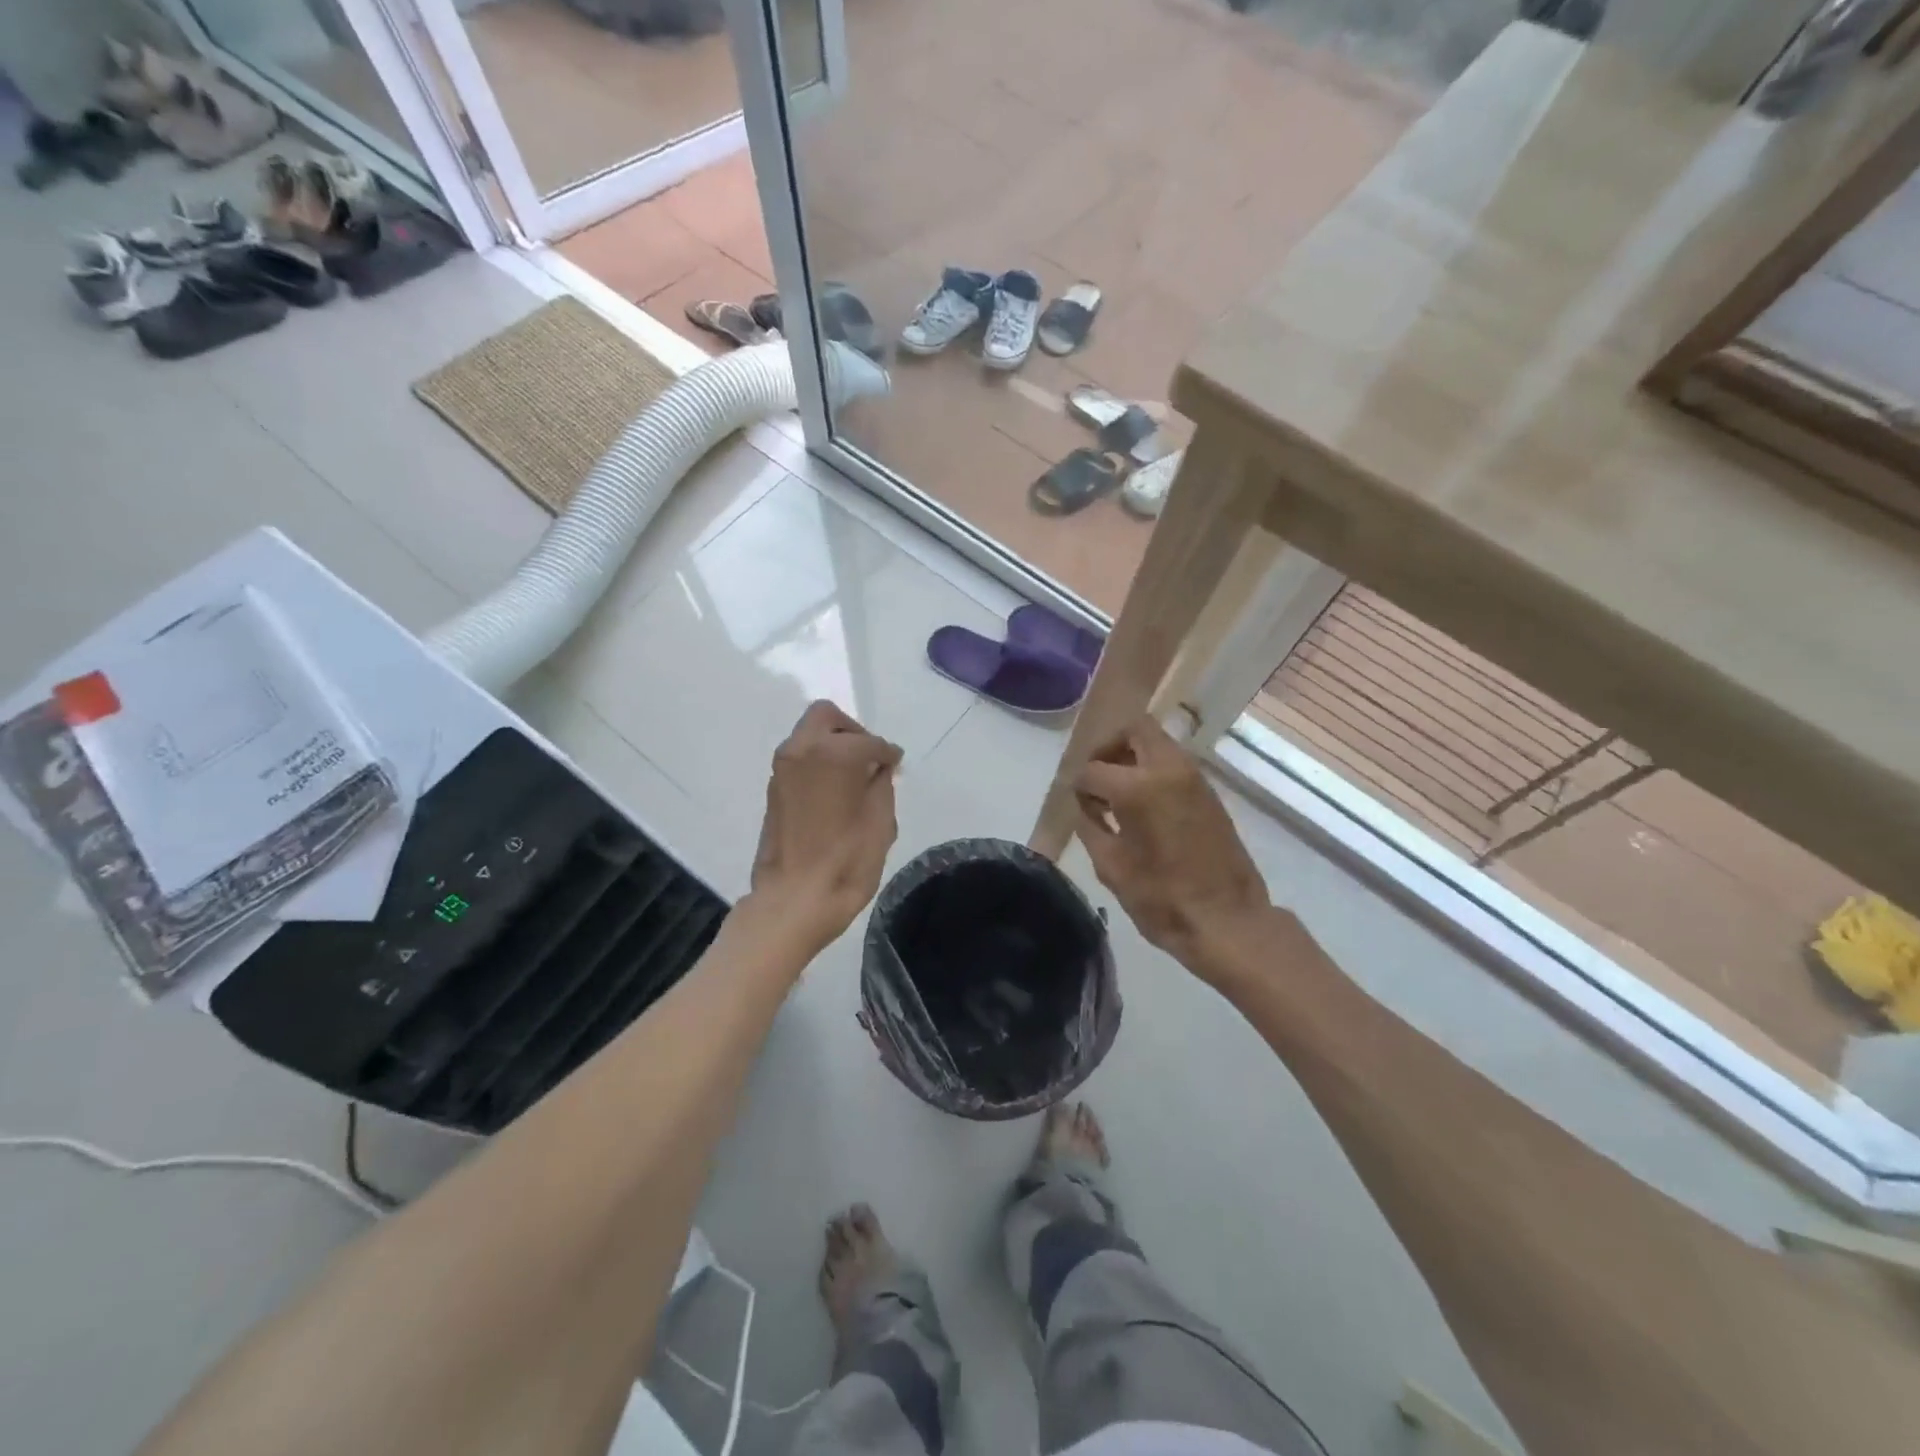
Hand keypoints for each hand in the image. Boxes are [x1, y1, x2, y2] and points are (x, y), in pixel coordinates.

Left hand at [748, 700, 902, 952]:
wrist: (794, 900)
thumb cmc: (846, 860)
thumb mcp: (881, 820)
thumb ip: (881, 783)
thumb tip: (877, 768)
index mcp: (832, 752)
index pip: (869, 741)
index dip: (888, 753)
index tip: (896, 766)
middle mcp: (800, 750)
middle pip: (827, 718)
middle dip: (853, 732)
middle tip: (871, 760)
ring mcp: (782, 769)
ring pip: (809, 737)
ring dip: (833, 747)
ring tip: (855, 779)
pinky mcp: (773, 790)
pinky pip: (800, 760)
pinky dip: (819, 765)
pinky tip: (836, 794)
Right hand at [1074, 716, 1269, 973]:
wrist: (1227, 921)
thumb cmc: (1162, 898)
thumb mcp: (1111, 866)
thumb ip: (1091, 827)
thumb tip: (1086, 807)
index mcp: (1138, 787)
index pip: (1093, 769)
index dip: (1079, 787)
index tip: (1079, 806)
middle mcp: (1169, 770)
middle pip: (1134, 729)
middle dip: (1109, 747)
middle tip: (1097, 779)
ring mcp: (1194, 779)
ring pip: (1158, 743)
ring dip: (1133, 757)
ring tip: (1118, 796)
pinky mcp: (1210, 794)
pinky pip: (1174, 765)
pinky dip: (1153, 772)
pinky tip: (1144, 809)